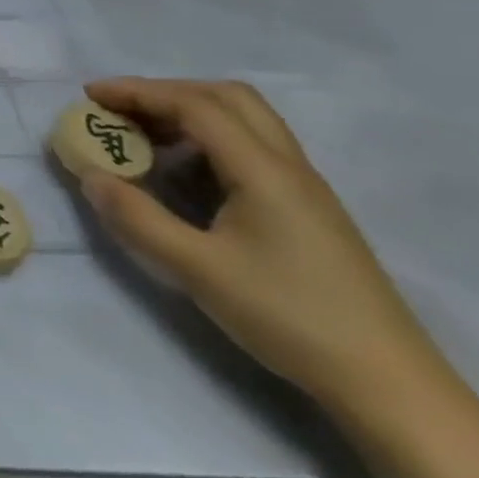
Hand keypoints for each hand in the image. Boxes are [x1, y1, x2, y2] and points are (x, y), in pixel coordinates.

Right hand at [79, 78, 440, 416]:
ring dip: (188, 113)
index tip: (90, 96)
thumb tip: (89, 175)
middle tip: (118, 110)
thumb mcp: (197, 269)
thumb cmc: (289, 317)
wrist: (389, 385)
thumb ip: (136, 217)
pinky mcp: (306, 211)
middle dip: (165, 92)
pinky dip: (207, 139)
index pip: (195, 105)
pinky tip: (184, 173)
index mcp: (264, 171)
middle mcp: (288, 166)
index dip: (138, 92)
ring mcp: (303, 188)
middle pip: (227, 98)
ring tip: (142, 138)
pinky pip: (251, 148)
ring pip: (244, 121)